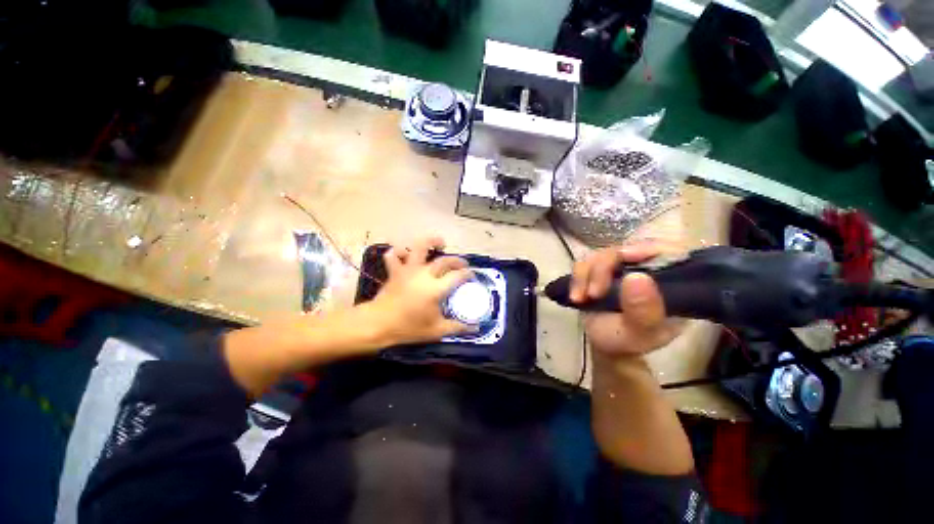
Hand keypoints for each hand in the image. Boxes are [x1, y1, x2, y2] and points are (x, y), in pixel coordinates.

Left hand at [367, 236, 475, 345]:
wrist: (378, 324)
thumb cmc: (408, 328)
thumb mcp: (436, 331)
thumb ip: (457, 327)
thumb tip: (475, 328)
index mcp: (436, 288)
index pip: (458, 275)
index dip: (468, 274)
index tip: (472, 275)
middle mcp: (424, 274)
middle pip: (445, 260)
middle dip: (457, 260)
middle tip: (463, 264)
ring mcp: (408, 270)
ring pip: (420, 247)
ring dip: (431, 241)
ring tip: (440, 243)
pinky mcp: (395, 271)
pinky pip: (394, 254)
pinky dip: (400, 251)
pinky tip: (407, 253)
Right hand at [570, 242, 682, 358]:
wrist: (605, 345)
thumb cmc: (628, 341)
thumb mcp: (640, 333)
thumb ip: (643, 311)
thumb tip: (637, 277)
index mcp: (670, 281)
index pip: (666, 250)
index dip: (647, 247)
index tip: (626, 258)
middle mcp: (646, 268)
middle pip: (624, 249)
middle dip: (603, 268)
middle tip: (594, 293)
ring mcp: (620, 267)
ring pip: (600, 254)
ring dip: (585, 275)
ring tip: (580, 298)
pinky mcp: (599, 270)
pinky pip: (584, 263)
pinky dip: (576, 278)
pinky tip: (576, 296)